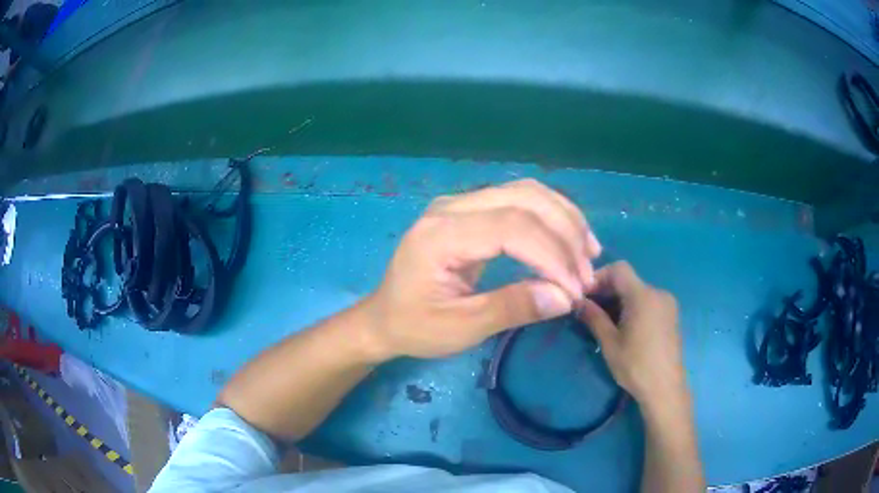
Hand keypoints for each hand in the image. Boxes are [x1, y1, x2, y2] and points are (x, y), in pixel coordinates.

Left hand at [364, 179, 602, 359]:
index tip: (575, 290)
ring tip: (589, 252)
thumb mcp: (459, 328)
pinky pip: (519, 200)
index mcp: (440, 235)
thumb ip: (511, 308)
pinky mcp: (470, 209)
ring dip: (564, 219)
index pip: (511, 227)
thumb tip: (565, 297)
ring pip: (526, 192)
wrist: (383, 317)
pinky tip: (569, 238)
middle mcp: (450, 207)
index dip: (552, 256)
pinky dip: (550, 217)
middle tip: (588, 273)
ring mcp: (460, 203)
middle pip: (524, 199)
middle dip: (564, 234)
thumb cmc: (414, 327)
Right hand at [577, 262, 686, 409]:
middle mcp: (658, 293)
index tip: (585, 295)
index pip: (619, 269)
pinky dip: (634, 307)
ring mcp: (668, 304)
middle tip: (590, 310)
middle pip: (629, 280)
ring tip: (606, 321)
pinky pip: (649, 302)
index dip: (599, 276)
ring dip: (620, 300)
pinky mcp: (672, 315)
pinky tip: (626, 327)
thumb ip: (594, 318)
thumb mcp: (610, 343)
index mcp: (643, 296)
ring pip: (639, 291)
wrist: (665, 388)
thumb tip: (577, 302)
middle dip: (608, 291)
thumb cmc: (635, 366)